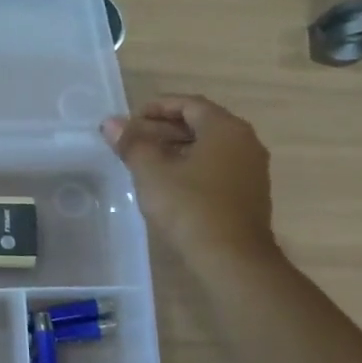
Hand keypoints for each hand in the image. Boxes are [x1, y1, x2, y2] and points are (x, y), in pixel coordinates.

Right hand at [104, 96, 275, 261]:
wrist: (231, 258)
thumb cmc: (190, 207)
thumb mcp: (152, 173)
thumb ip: (131, 143)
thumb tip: (111, 123)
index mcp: (225, 129)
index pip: (190, 104)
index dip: (157, 107)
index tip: (131, 120)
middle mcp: (245, 142)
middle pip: (200, 123)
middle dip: (164, 128)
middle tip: (132, 140)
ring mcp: (250, 169)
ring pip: (208, 146)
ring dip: (176, 148)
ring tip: (144, 160)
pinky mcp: (248, 193)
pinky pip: (216, 166)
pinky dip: (191, 165)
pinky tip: (167, 182)